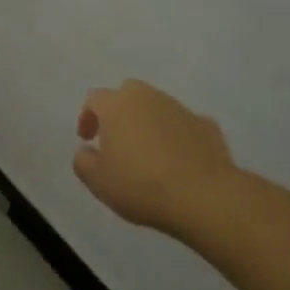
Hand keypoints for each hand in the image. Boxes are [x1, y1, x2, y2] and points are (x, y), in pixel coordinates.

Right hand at [74, 81, 237, 232]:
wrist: (203, 195)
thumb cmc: (141, 185)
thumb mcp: (98, 182)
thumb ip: (83, 161)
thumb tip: (86, 150)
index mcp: (117, 105)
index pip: (95, 99)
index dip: (88, 117)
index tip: (88, 139)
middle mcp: (148, 97)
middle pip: (128, 93)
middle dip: (119, 111)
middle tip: (117, 139)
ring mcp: (180, 108)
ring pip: (157, 106)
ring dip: (149, 122)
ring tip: (149, 153)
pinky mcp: (206, 124)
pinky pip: (184, 124)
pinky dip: (178, 136)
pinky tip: (179, 159)